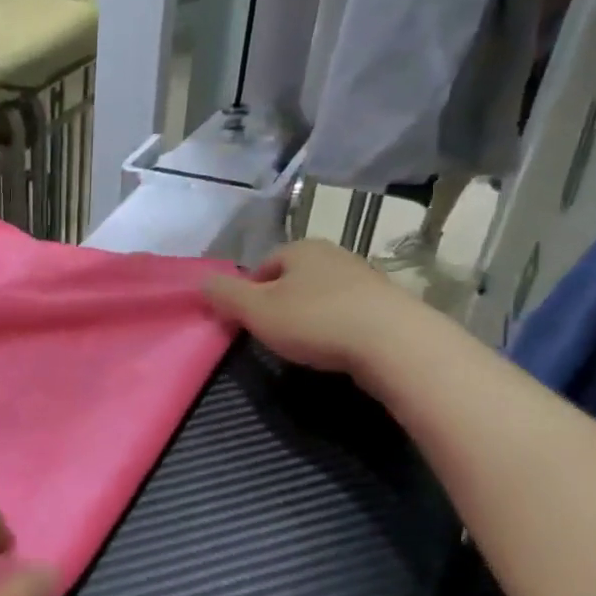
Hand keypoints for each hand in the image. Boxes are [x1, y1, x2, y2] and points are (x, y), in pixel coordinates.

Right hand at [205, 239, 441, 378]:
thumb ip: (225, 295)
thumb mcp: (256, 310)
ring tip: (304, 345)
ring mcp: (364, 277)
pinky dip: (336, 326)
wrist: (393, 343)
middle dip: (280, 303)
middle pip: (293, 279)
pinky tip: (335, 348)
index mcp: (301, 248)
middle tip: (273, 335)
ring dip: (309, 316)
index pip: (263, 265)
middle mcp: (334, 253)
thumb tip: (202, 281)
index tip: (247, 322)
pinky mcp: (386, 303)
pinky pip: (347, 311)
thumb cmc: (315, 320)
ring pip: (321, 294)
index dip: (249, 293)